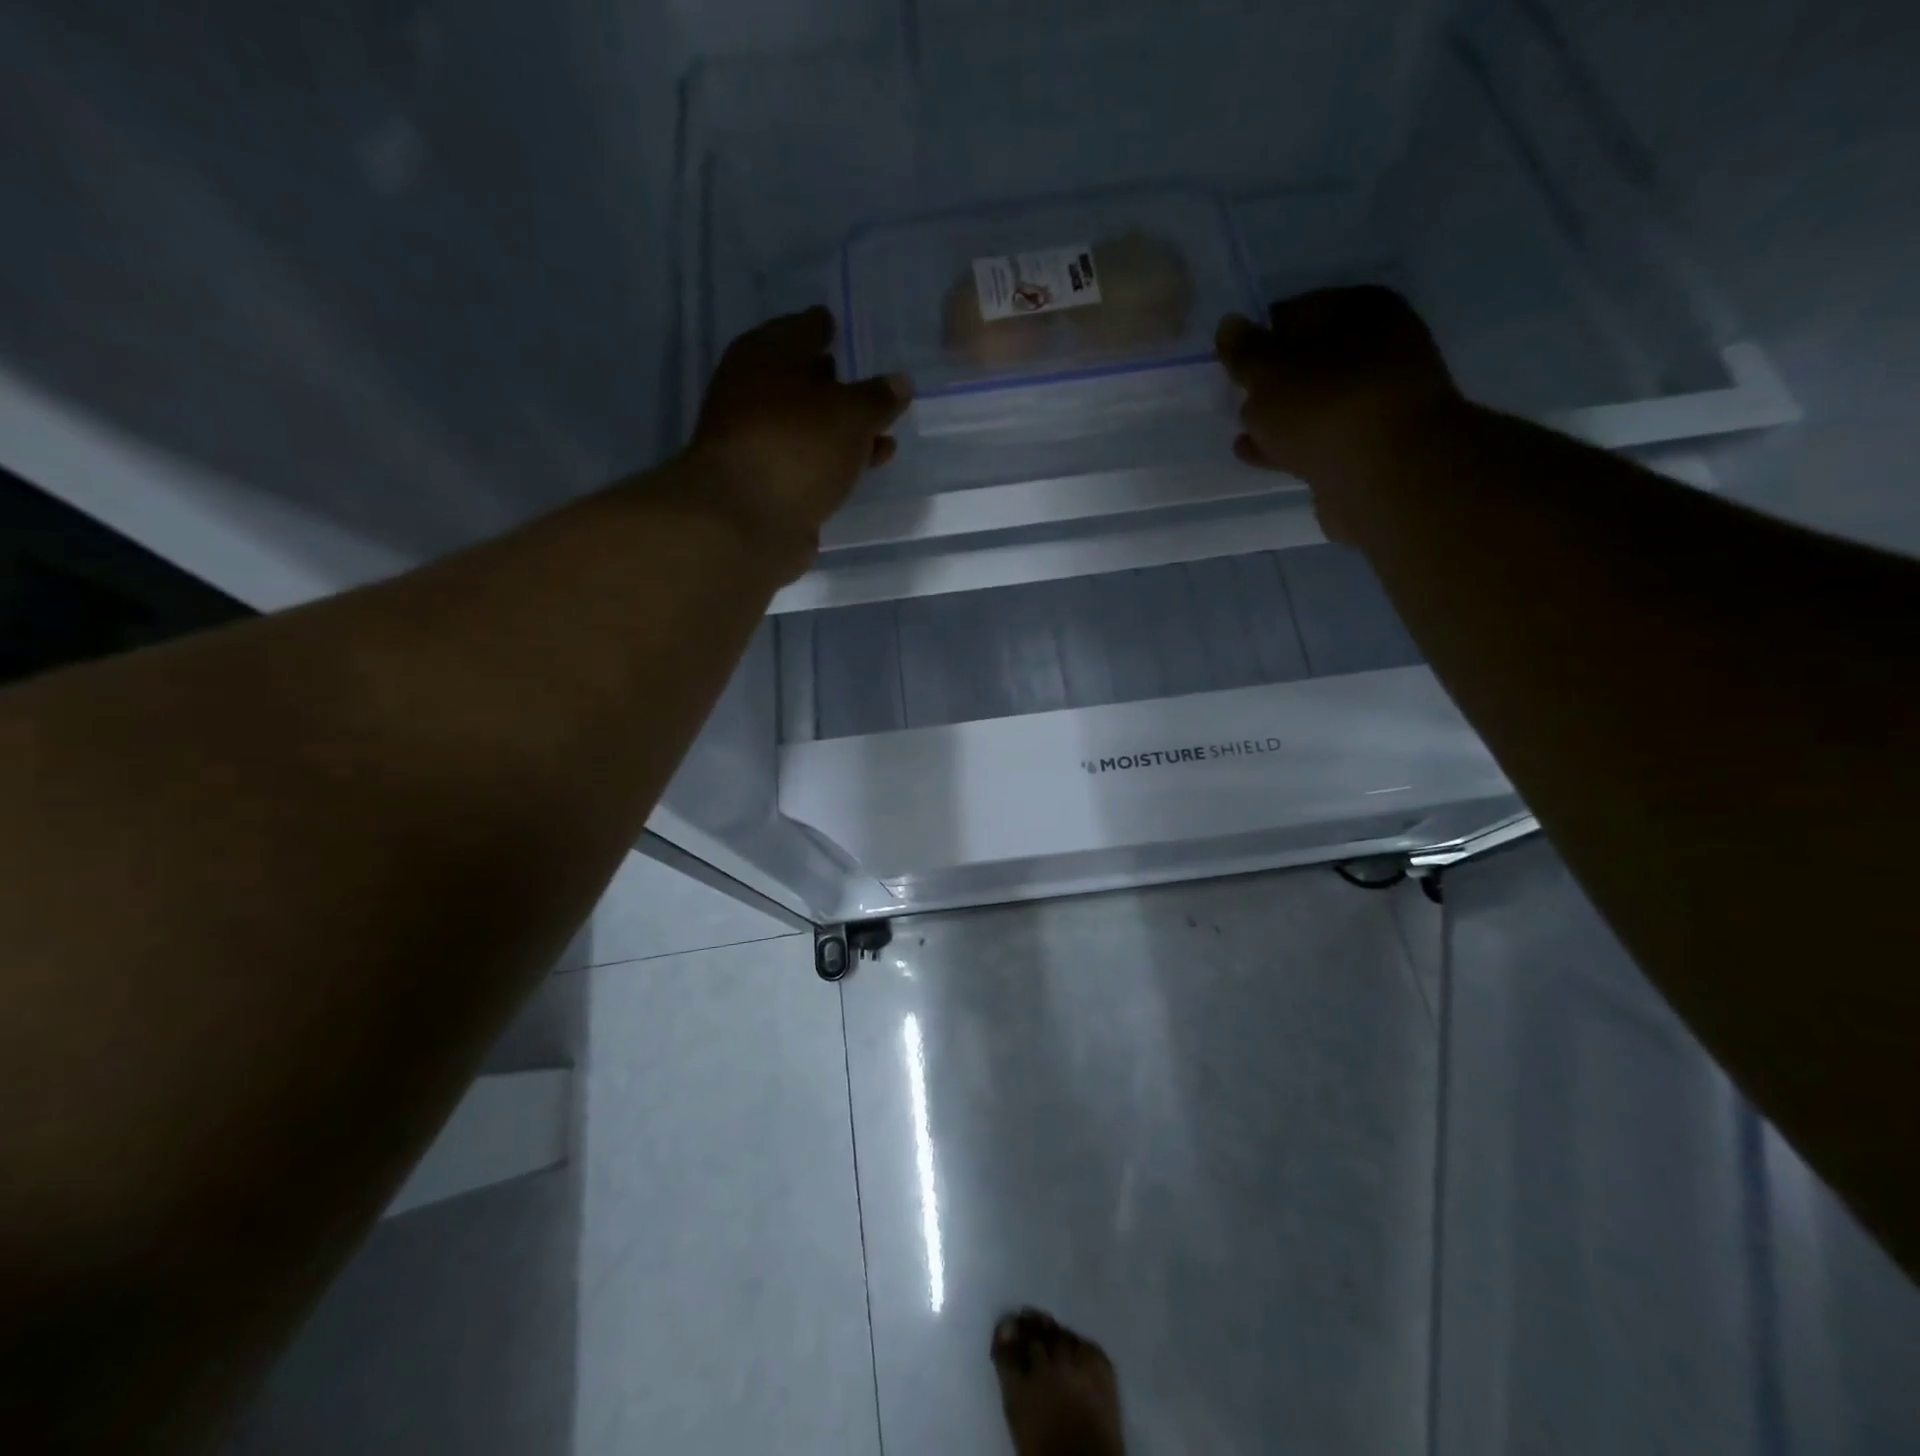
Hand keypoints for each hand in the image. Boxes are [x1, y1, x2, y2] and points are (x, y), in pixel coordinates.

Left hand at [685, 305, 911, 570]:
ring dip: (841, 430)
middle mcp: (754, 393)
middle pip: (800, 380)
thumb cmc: (797, 447)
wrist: (745, 522)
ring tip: (883, 434)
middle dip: (833, 383)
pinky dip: (835, 461)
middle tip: (867, 383)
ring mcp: (758, 442)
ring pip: (808, 426)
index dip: (822, 327)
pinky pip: (810, 462)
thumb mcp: (850, 414)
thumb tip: (899, 382)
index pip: (800, 329)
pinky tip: (862, 467)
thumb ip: (878, 398)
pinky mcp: (768, 484)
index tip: (838, 326)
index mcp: (765, 356)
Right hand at [1217, 287, 1462, 544]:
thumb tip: (1229, 325)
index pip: (1295, 312)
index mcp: (1361, 309)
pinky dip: (1289, 443)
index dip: (1258, 337)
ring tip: (1242, 430)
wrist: (1386, 476)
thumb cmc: (1326, 407)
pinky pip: (1319, 437)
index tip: (1230, 364)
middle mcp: (1379, 346)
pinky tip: (1257, 454)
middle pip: (1308, 359)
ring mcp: (1378, 399)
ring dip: (1279, 416)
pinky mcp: (1370, 445)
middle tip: (1236, 397)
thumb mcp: (1270, 373)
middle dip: (1270, 380)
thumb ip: (1244, 351)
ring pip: (1314, 402)